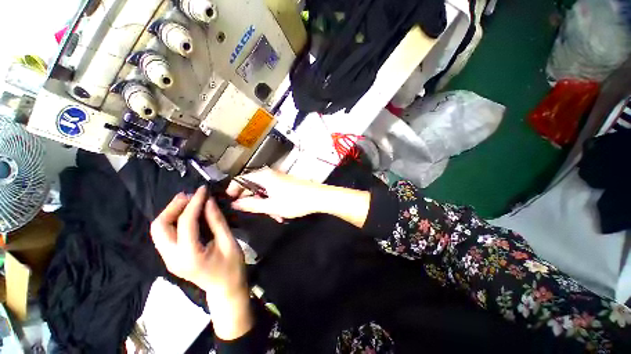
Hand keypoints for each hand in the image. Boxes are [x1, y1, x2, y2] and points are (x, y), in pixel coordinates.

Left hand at [150, 186, 251, 339]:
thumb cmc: (232, 266)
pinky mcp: (170, 258)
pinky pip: (164, 235)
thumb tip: (208, 201)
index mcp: (189, 256)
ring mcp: (168, 259)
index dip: (194, 202)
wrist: (225, 289)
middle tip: (191, 195)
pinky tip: (186, 214)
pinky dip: (172, 221)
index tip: (203, 189)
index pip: (185, 222)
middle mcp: (172, 258)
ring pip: (158, 230)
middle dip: (174, 207)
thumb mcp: (228, 242)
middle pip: (160, 227)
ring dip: (171, 213)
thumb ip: (217, 221)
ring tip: (188, 201)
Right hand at [228, 169, 370, 227]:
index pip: (241, 179)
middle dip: (254, 201)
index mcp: (264, 176)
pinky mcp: (286, 183)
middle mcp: (270, 174)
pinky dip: (274, 201)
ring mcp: (279, 178)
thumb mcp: (271, 206)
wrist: (318, 197)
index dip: (234, 190)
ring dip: (266, 203)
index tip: (232, 201)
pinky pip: (274, 191)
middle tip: (259, 212)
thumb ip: (252, 205)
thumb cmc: (295, 201)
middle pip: (253, 186)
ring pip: (265, 191)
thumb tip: (236, 203)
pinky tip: (281, 211)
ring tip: (275, 215)